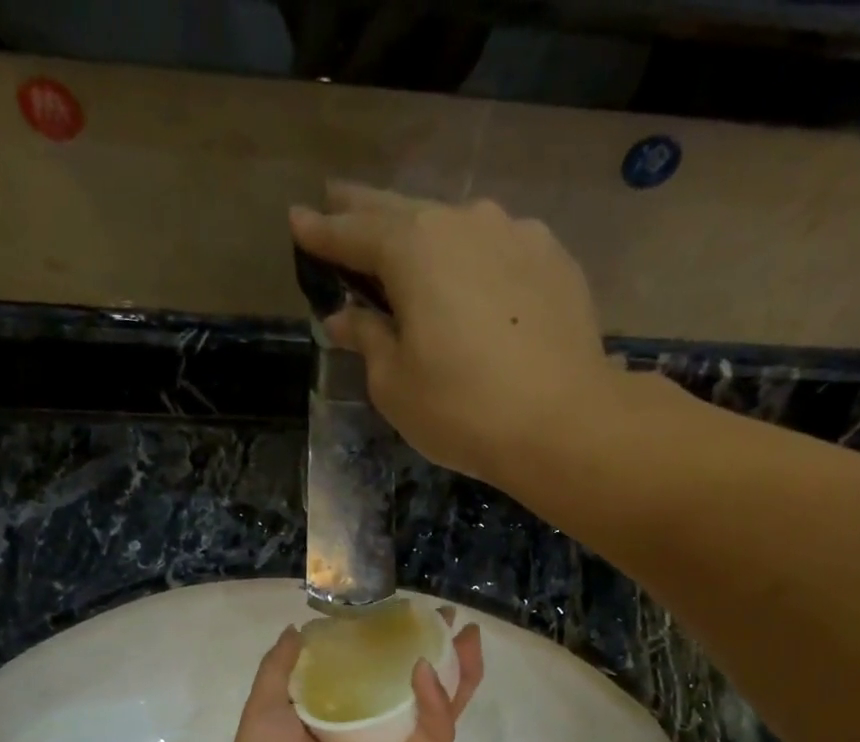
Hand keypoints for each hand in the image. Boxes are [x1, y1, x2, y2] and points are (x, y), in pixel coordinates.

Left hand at [220, 613, 484, 741]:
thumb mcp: (263, 707)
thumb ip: (280, 667)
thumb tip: (296, 629)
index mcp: (335, 715)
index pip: (371, 671)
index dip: (388, 641)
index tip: (401, 611)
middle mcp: (369, 729)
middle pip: (412, 686)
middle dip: (435, 652)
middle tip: (447, 619)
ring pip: (437, 706)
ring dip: (456, 671)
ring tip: (466, 637)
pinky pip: (433, 733)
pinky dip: (436, 702)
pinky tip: (426, 670)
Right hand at [289, 182, 623, 487]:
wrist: (563, 423)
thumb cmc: (462, 410)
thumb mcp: (395, 385)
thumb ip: (368, 340)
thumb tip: (346, 318)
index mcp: (414, 249)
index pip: (353, 233)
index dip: (321, 232)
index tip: (297, 221)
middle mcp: (464, 222)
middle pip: (403, 212)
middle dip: (364, 209)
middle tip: (337, 200)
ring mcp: (517, 234)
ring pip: (457, 227)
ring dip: (427, 234)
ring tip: (410, 245)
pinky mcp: (554, 260)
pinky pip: (500, 251)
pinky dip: (476, 260)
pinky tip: (475, 280)